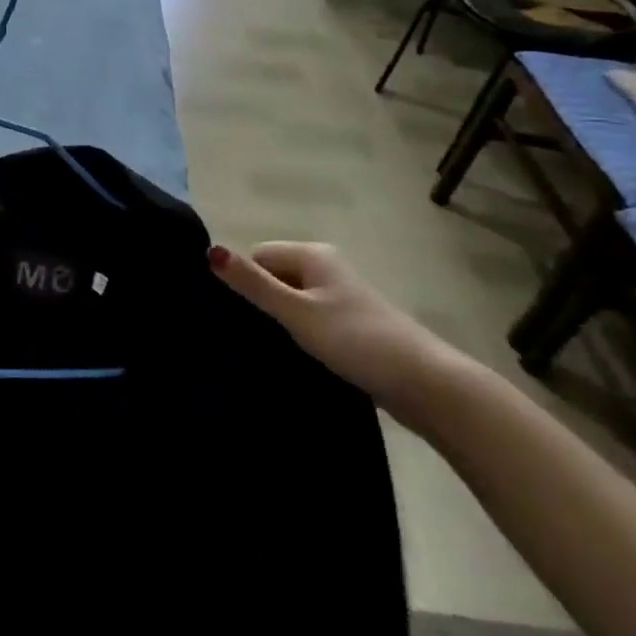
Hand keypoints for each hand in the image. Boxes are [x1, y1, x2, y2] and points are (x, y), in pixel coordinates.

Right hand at [209, 241, 468, 426]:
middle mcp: (326, 268)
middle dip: (260, 303)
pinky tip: (294, 358)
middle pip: (274, 277)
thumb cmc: (355, 339)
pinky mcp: (350, 326)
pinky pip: (310, 321)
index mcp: (312, 254)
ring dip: (280, 323)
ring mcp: (341, 297)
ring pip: (292, 302)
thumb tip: (209, 250)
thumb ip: (252, 284)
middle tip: (247, 336)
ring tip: (268, 350)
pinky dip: (300, 336)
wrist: (425, 384)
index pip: (258, 256)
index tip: (236, 316)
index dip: (244, 282)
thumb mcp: (296, 312)